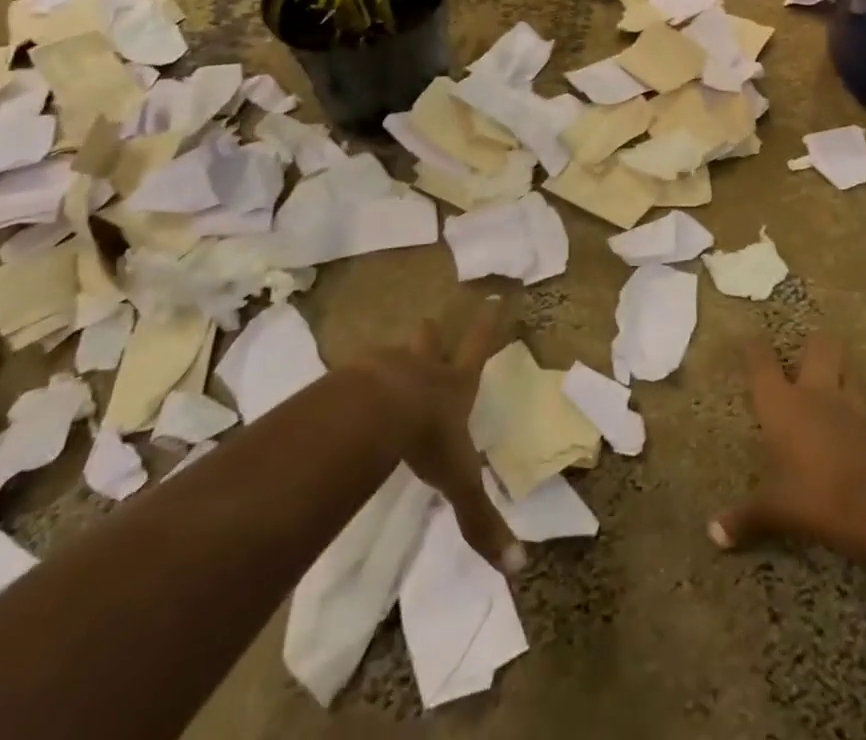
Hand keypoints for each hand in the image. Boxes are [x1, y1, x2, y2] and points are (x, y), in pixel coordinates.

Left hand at [349, 297, 524, 576]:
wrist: (375, 412)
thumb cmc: (427, 438)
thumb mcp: (459, 481)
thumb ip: (481, 520)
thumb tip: (517, 568)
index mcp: (455, 385)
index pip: (478, 348)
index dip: (487, 325)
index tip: (492, 298)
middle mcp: (424, 368)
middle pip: (430, 341)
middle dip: (432, 334)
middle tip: (430, 324)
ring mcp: (387, 366)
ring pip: (394, 354)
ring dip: (395, 357)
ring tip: (385, 364)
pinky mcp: (353, 376)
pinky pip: (357, 374)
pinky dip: (357, 380)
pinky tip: (348, 392)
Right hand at [710, 332, 865, 550]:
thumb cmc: (811, 496)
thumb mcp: (773, 508)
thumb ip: (744, 517)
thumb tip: (713, 534)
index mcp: (780, 402)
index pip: (761, 359)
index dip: (754, 346)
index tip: (749, 341)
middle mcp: (813, 392)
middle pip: (819, 345)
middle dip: (813, 343)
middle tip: (805, 351)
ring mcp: (847, 405)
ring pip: (847, 367)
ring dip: (841, 368)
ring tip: (834, 375)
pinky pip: (863, 401)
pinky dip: (857, 402)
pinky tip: (853, 416)